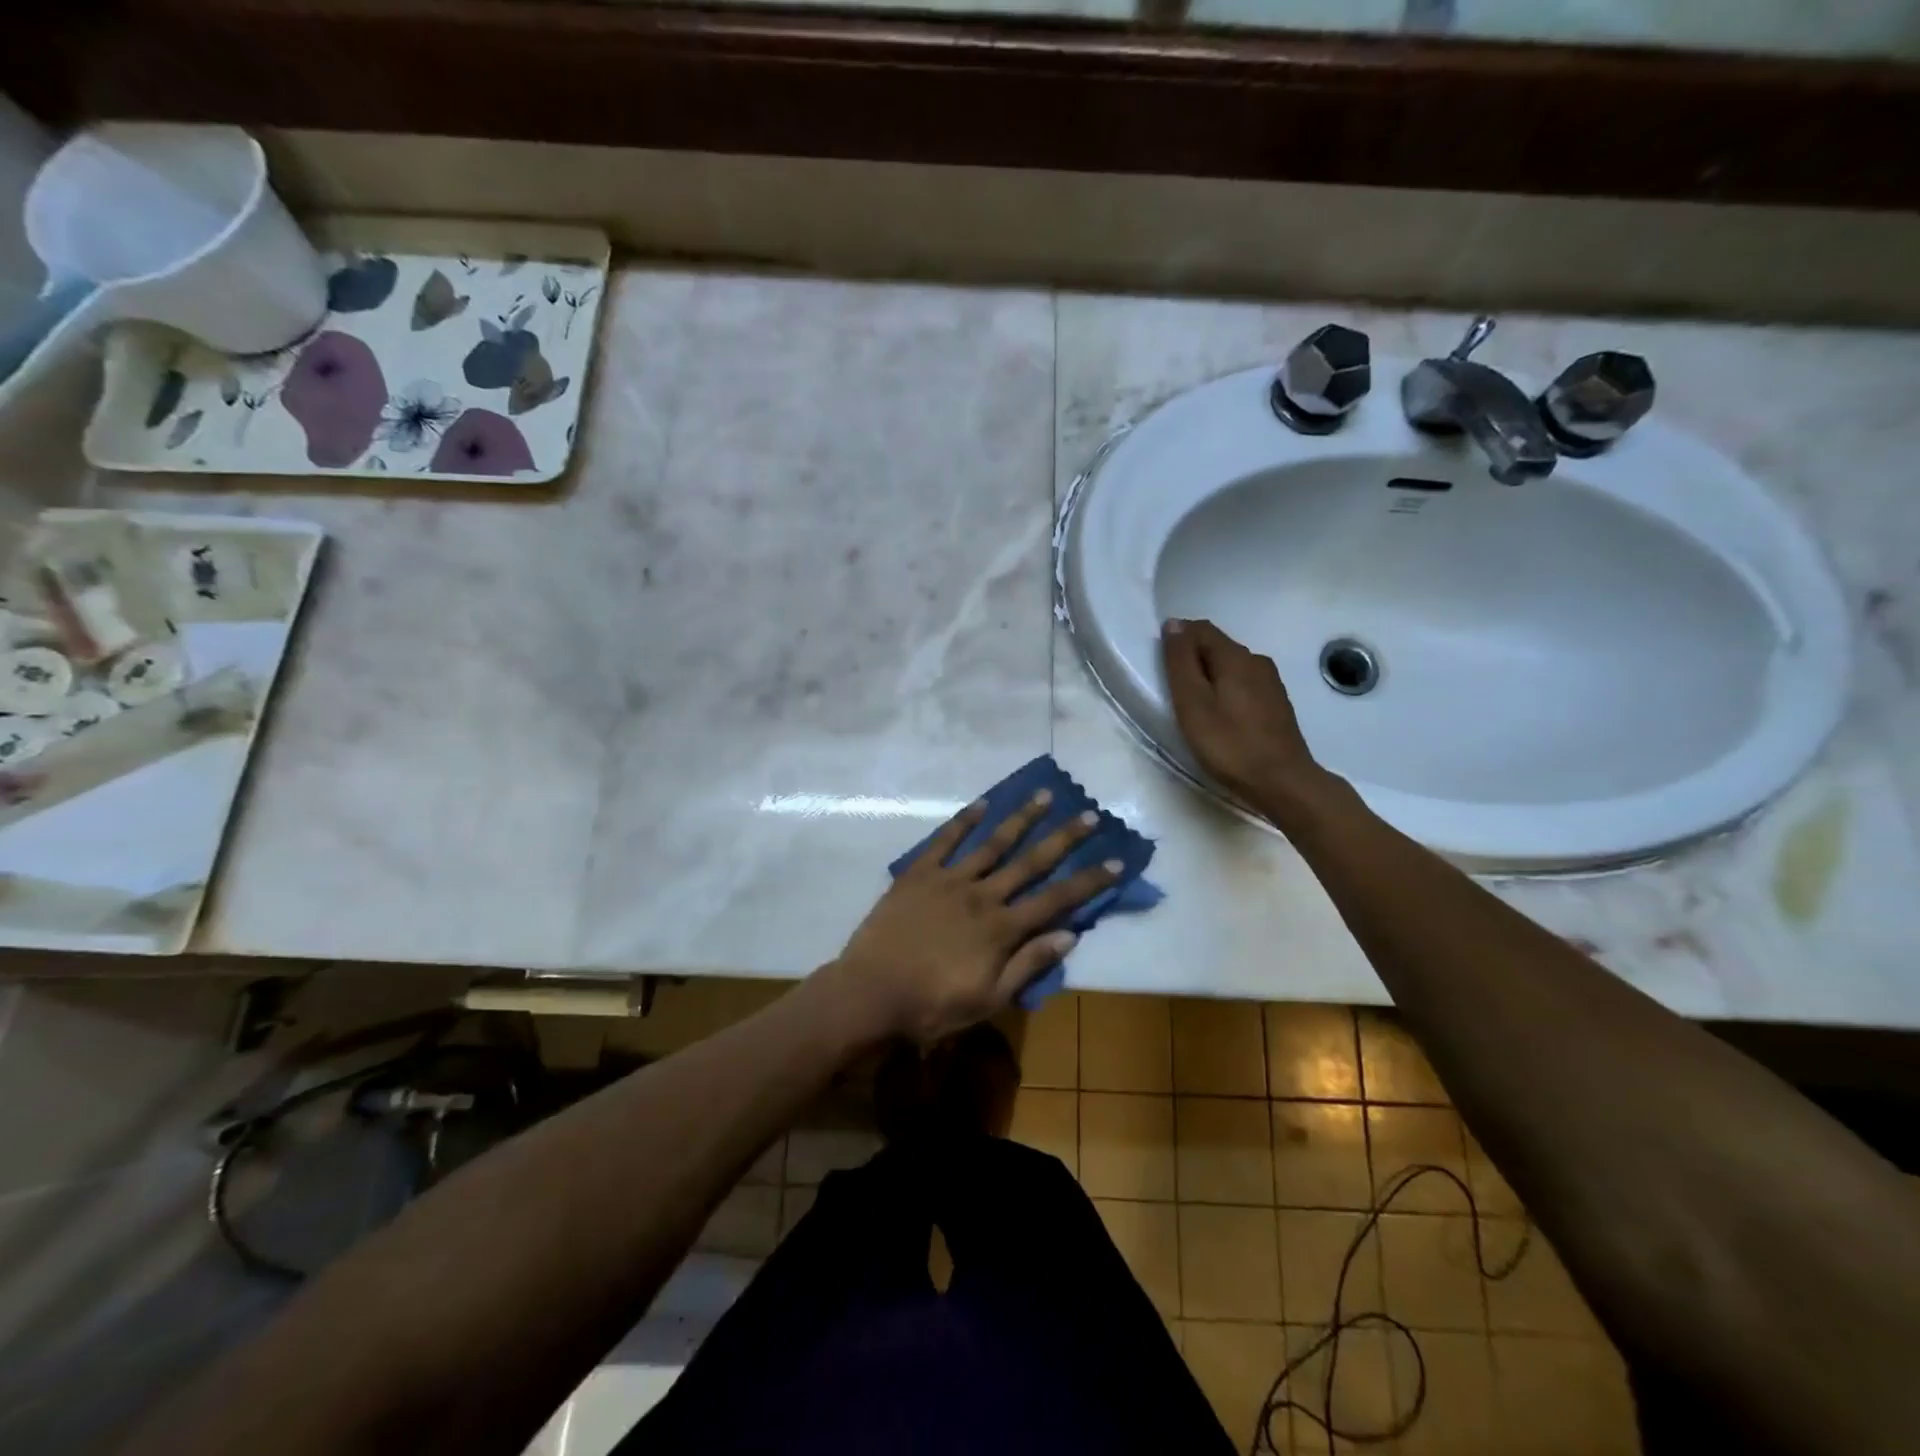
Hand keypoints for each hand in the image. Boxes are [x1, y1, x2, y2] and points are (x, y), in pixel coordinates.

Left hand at [823, 792, 1121, 1044]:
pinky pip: (945, 841)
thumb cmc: (932, 1005)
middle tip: (1090, 814)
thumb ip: (1028, 965)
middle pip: (1031, 862)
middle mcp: (982, 895)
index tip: (1117, 860)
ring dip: (1021, 818)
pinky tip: (983, 803)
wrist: (870, 993)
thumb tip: (1069, 935)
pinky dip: (965, 821)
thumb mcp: (988, 999)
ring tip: (1044, 795)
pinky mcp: (919, 874)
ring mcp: (950, 880)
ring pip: (993, 843)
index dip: (1090, 880)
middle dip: (1064, 838)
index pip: (1057, 899)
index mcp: (1002, 928)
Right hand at [1161, 617, 1337, 825]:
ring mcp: (1271, 682)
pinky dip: (1226, 689)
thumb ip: (1181, 661)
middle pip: (1217, 646)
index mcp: (1235, 656)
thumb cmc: (1229, 744)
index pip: (1200, 629)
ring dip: (1209, 675)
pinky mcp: (1276, 704)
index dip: (1177, 638)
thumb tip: (1174, 624)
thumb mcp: (1192, 702)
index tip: (1160, 665)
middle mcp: (1257, 660)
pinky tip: (1220, 715)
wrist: (1282, 782)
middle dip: (1192, 657)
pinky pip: (1244, 683)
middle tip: (1172, 688)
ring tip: (1193, 704)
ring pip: (1231, 666)